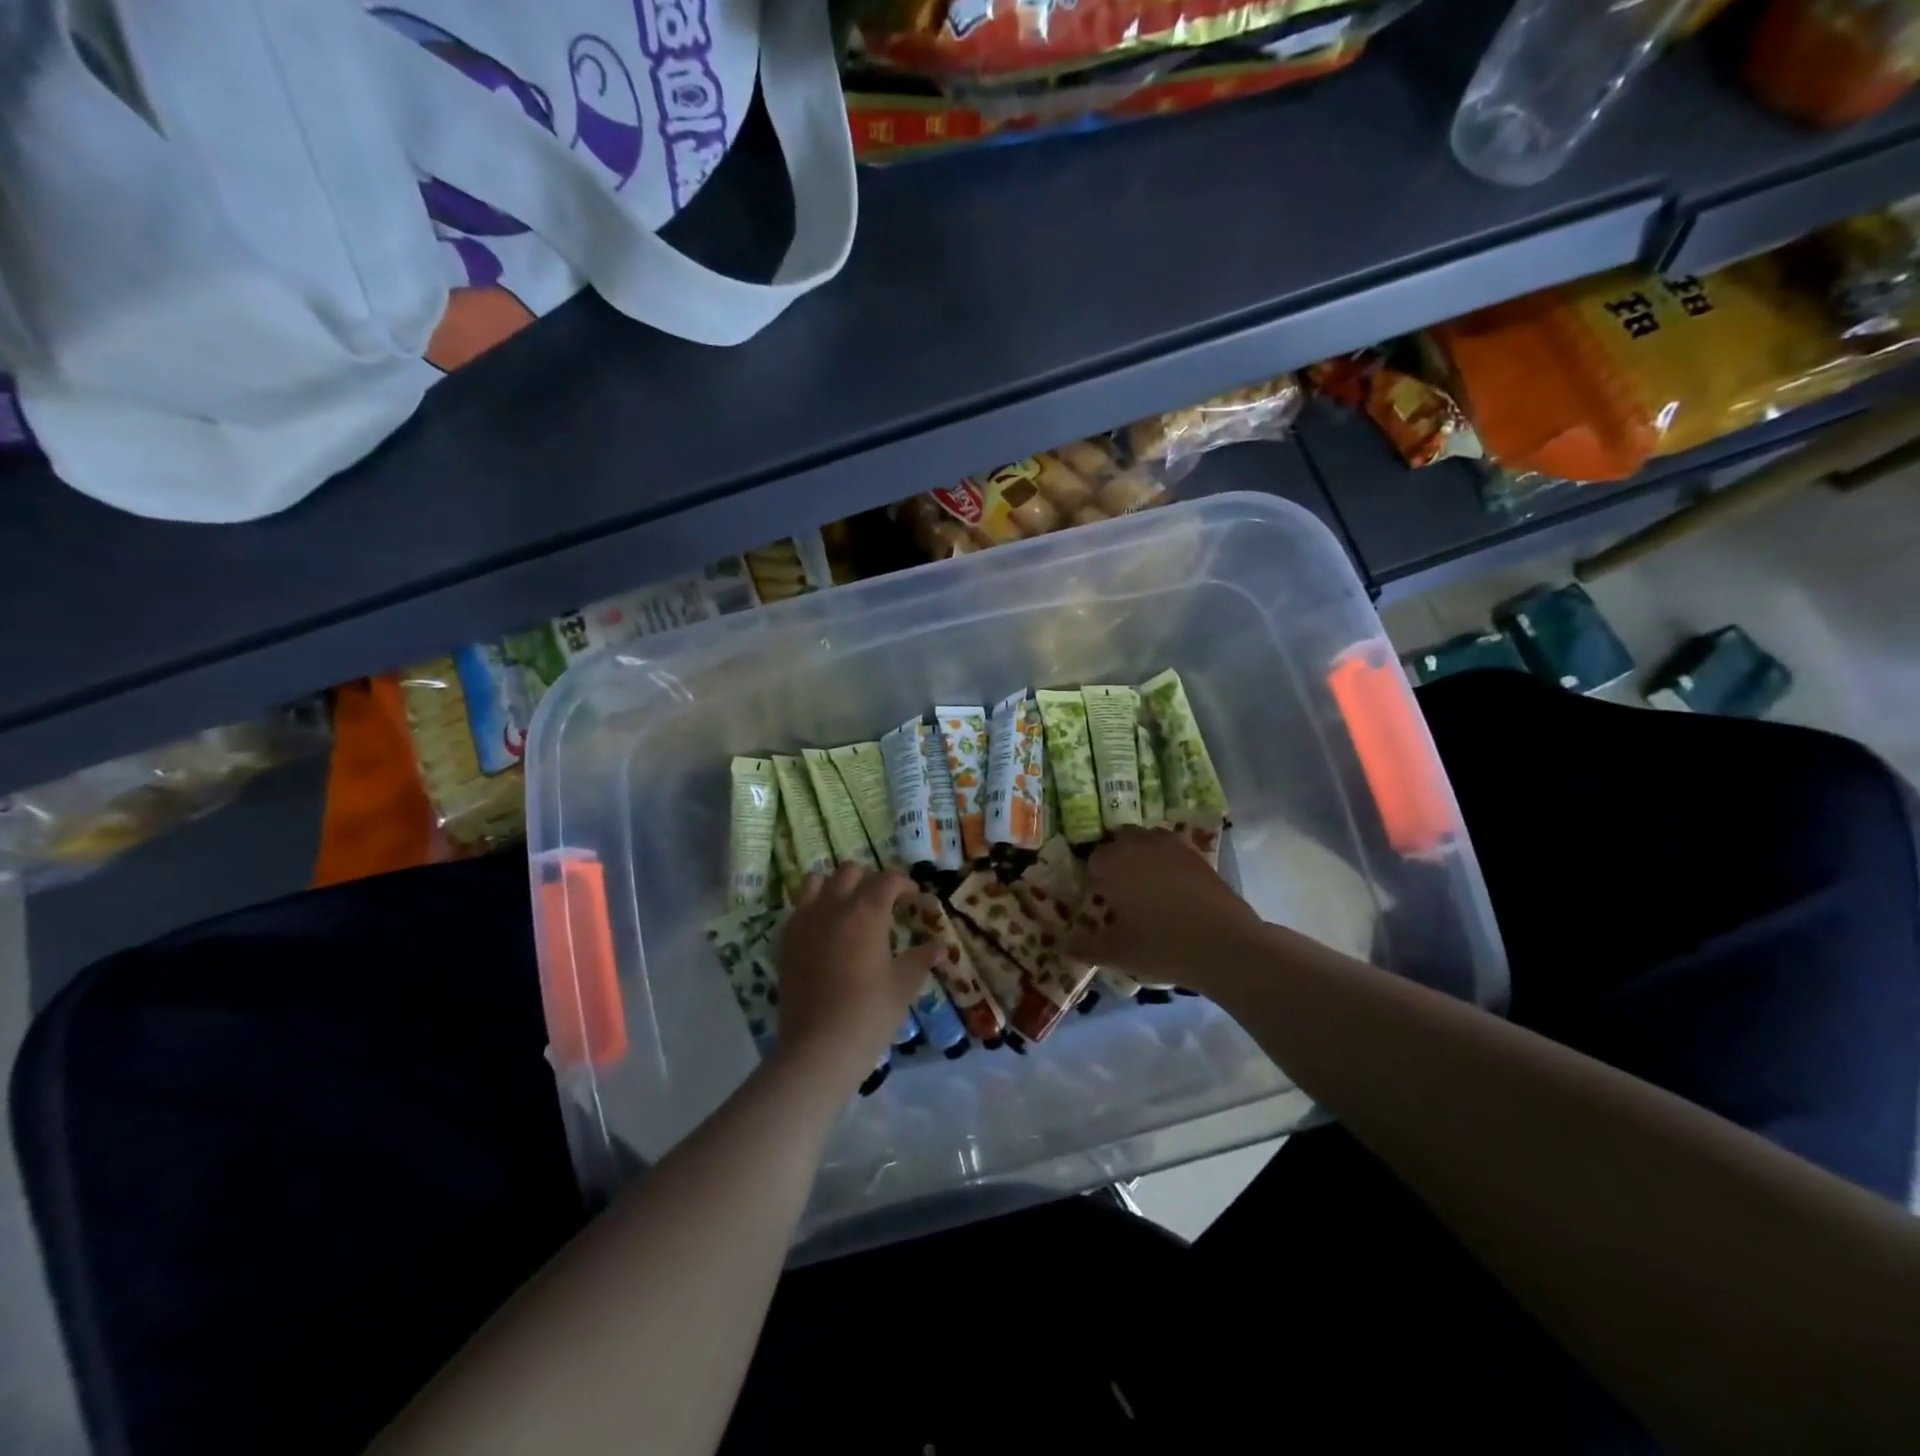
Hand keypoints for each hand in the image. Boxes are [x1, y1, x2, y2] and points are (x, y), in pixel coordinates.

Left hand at [775, 865, 941, 1091]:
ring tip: (848, 907)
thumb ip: (921, 958)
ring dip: (835, 886)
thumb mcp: (904, 985)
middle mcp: (833, 906)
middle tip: (883, 902)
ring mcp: (805, 921)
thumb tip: (941, 947)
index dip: (904, 883)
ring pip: (817, 881)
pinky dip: (814, 907)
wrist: (818, 1047)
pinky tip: (825, 930)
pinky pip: (799, 907)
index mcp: (866, 912)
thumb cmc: (869, 1013)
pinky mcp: (786, 940)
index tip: (913, 897)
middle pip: (850, 871)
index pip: (887, 879)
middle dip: (869, 879)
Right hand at [1066, 827, 1261, 989]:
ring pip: (1147, 840)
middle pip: (1118, 842)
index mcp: (1111, 863)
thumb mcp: (1117, 952)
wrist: (1224, 944)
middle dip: (1117, 860)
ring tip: (1149, 886)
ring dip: (1142, 855)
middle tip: (1123, 892)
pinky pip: (1173, 849)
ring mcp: (1171, 845)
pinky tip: (1175, 888)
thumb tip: (1063, 945)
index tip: (1102, 901)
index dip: (1095, 880)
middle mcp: (1138, 844)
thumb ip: (1085, 947)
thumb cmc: (1161, 945)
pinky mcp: (1197, 853)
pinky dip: (1168, 861)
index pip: (1092, 861)